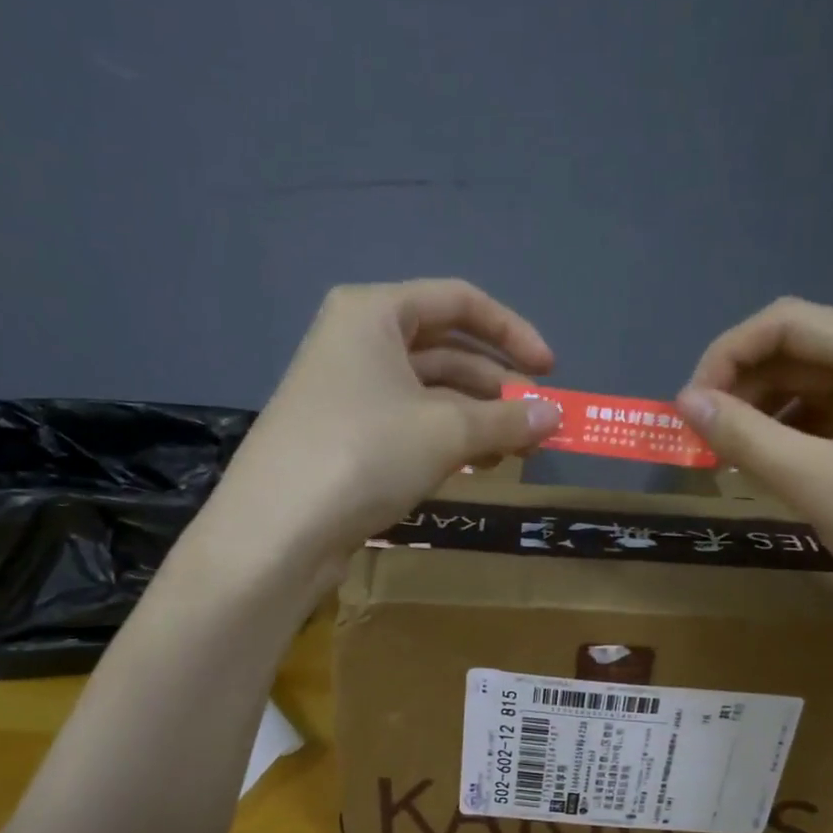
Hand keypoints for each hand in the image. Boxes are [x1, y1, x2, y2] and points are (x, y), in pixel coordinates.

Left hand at [196, 280, 561, 578]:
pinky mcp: (344, 435)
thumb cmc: (365, 453)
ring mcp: (347, 390)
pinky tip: (477, 466)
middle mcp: (357, 341)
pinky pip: (409, 423)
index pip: (459, 302)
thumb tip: (555, 417)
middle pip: (446, 350)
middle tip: (536, 423)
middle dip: (497, 386)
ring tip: (515, 452)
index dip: (513, 332)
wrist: (277, 530)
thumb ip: (507, 419)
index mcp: (374, 313)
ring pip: (429, 392)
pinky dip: (447, 440)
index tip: (550, 372)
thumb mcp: (446, 432)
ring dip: (477, 419)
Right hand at [677, 298, 832, 635]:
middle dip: (740, 388)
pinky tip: (760, 468)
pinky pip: (820, 422)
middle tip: (698, 438)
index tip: (687, 408)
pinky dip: (782, 439)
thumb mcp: (819, 483)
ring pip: (803, 388)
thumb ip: (746, 437)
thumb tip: (683, 402)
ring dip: (757, 415)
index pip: (787, 323)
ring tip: (724, 456)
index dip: (727, 356)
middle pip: (795, 351)